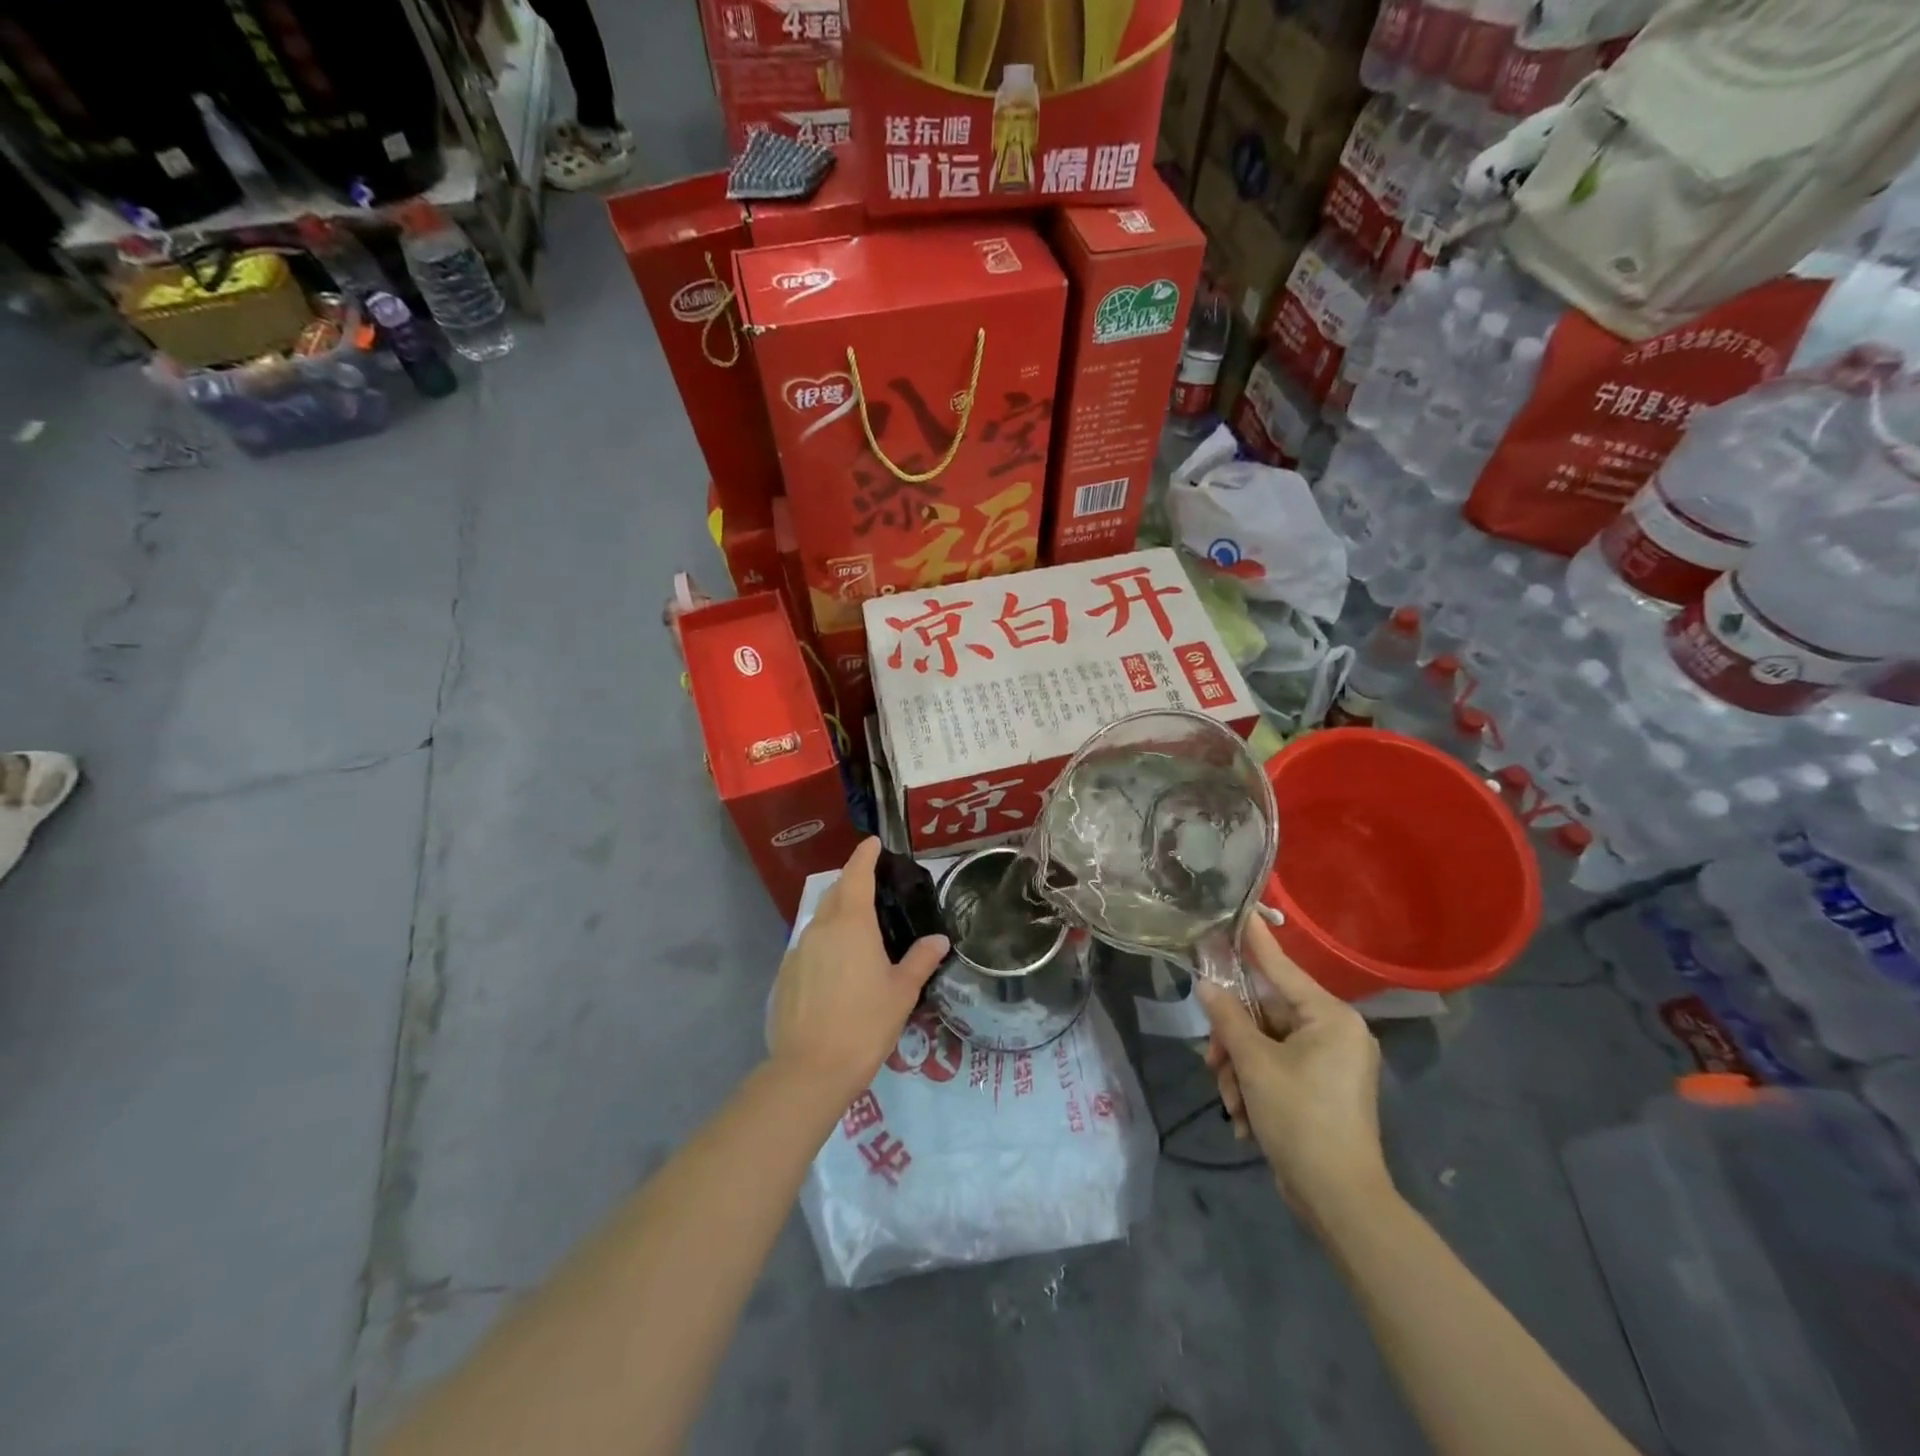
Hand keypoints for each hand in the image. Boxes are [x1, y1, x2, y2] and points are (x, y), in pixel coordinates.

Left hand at [768, 838, 949, 1102]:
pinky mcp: (785, 973)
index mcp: (851, 923)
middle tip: (874, 887)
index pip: (856, 874)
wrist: (810, 1069)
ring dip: (838, 912)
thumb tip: (939, 940)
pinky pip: (809, 944)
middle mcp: (821, 927)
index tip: (873, 842)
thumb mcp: (902, 992)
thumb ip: (920, 960)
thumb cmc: (865, 1024)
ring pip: (820, 918)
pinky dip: (825, 941)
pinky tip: (838, 966)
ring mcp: (798, 950)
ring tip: (859, 928)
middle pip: (835, 892)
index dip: (865, 855)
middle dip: (852, 882)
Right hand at [1196, 915, 1390, 1225]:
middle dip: (1233, 1039)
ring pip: (1264, 1042)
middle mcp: (1334, 1031)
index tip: (1235, 910)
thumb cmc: (1301, 1119)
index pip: (1280, 966)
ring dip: (1239, 1068)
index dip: (1253, 940)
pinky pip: (1276, 1065)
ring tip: (1231, 1101)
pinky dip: (1254, 1085)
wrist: (1340, 1201)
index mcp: (1329, 1016)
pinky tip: (1244, 1116)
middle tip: (1212, 1060)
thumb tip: (1206, 985)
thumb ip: (1228, 1018)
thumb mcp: (1255, 1064)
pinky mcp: (1321, 1086)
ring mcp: (1330, 1060)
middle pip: (1265, 1012)